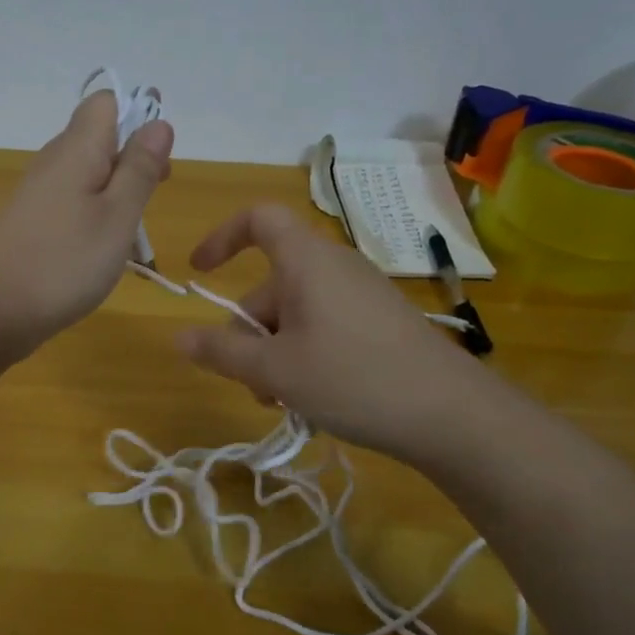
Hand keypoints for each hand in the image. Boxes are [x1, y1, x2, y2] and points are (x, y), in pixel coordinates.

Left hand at [0, 89, 173, 358]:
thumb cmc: (64, 261)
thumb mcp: (117, 215)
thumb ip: (139, 169)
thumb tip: (158, 122)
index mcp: (77, 149)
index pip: (104, 102)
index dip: (137, 114)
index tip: (161, 152)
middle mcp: (54, 162)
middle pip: (98, 139)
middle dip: (133, 158)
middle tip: (158, 191)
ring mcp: (39, 195)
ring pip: (87, 175)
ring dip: (117, 191)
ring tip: (136, 230)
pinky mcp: (32, 224)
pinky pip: (72, 204)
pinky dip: (96, 217)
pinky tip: (106, 250)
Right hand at [175, 204, 490, 467]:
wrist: (454, 415)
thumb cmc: (353, 379)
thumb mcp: (275, 370)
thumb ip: (222, 352)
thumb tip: (179, 337)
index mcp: (307, 261)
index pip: (258, 218)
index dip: (222, 236)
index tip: (199, 272)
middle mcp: (334, 267)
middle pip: (271, 285)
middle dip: (250, 333)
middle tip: (253, 384)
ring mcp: (362, 295)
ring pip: (296, 314)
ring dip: (276, 353)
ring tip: (284, 400)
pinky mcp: (381, 323)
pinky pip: (325, 326)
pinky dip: (306, 355)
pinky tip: (314, 398)